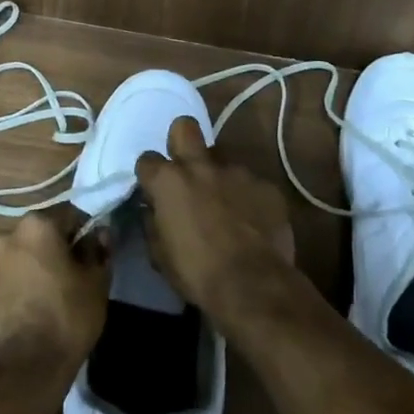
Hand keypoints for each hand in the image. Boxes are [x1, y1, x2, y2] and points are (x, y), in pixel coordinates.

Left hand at [0, 214, 110, 384]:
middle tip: (68, 279)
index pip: (67, 217)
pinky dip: (11, 292)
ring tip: (42, 301)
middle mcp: (6, 237)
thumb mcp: (96, 283)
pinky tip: (23, 316)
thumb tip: (99, 234)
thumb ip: (97, 251)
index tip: (91, 255)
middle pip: (37, 237)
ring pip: (16, 261)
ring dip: (28, 271)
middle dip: (51, 252)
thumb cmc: (67, 318)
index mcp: (37, 226)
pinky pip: (0, 284)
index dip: (82, 234)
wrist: (24, 370)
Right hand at [135, 117, 295, 319]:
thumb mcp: (160, 255)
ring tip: (226, 204)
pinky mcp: (266, 185)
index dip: (149, 175)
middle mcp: (201, 166)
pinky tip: (252, 220)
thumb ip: (153, 223)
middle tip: (186, 168)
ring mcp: (237, 172)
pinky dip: (248, 197)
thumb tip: (152, 210)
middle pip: (185, 128)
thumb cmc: (197, 273)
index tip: (153, 190)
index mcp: (169, 182)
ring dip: (219, 176)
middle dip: (181, 140)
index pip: (147, 160)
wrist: (253, 286)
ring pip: (223, 158)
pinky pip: (251, 183)